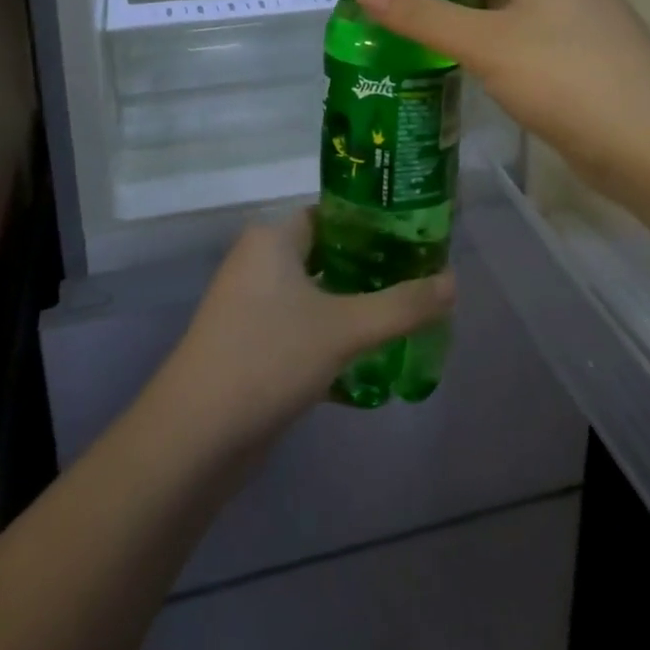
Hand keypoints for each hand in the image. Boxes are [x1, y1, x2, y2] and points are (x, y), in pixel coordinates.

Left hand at [160, 212, 454, 445]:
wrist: (196, 434)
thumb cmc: (269, 357)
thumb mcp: (344, 329)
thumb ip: (401, 305)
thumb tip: (453, 282)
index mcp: (273, 238)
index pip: (332, 215)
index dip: (373, 226)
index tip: (414, 241)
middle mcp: (258, 261)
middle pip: (326, 254)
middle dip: (369, 270)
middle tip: (417, 282)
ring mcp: (249, 304)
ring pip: (313, 294)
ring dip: (351, 306)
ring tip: (401, 318)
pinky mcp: (248, 343)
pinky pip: (299, 326)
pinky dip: (329, 336)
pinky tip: (365, 360)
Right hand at [357, 0, 649, 196]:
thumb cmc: (568, 79)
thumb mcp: (487, 44)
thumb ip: (423, 15)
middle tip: (369, 1)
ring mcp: (559, 19)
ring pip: (490, 3)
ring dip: (446, 13)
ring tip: (390, 29)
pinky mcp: (563, 56)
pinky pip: (506, 35)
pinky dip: (472, 41)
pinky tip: (438, 59)